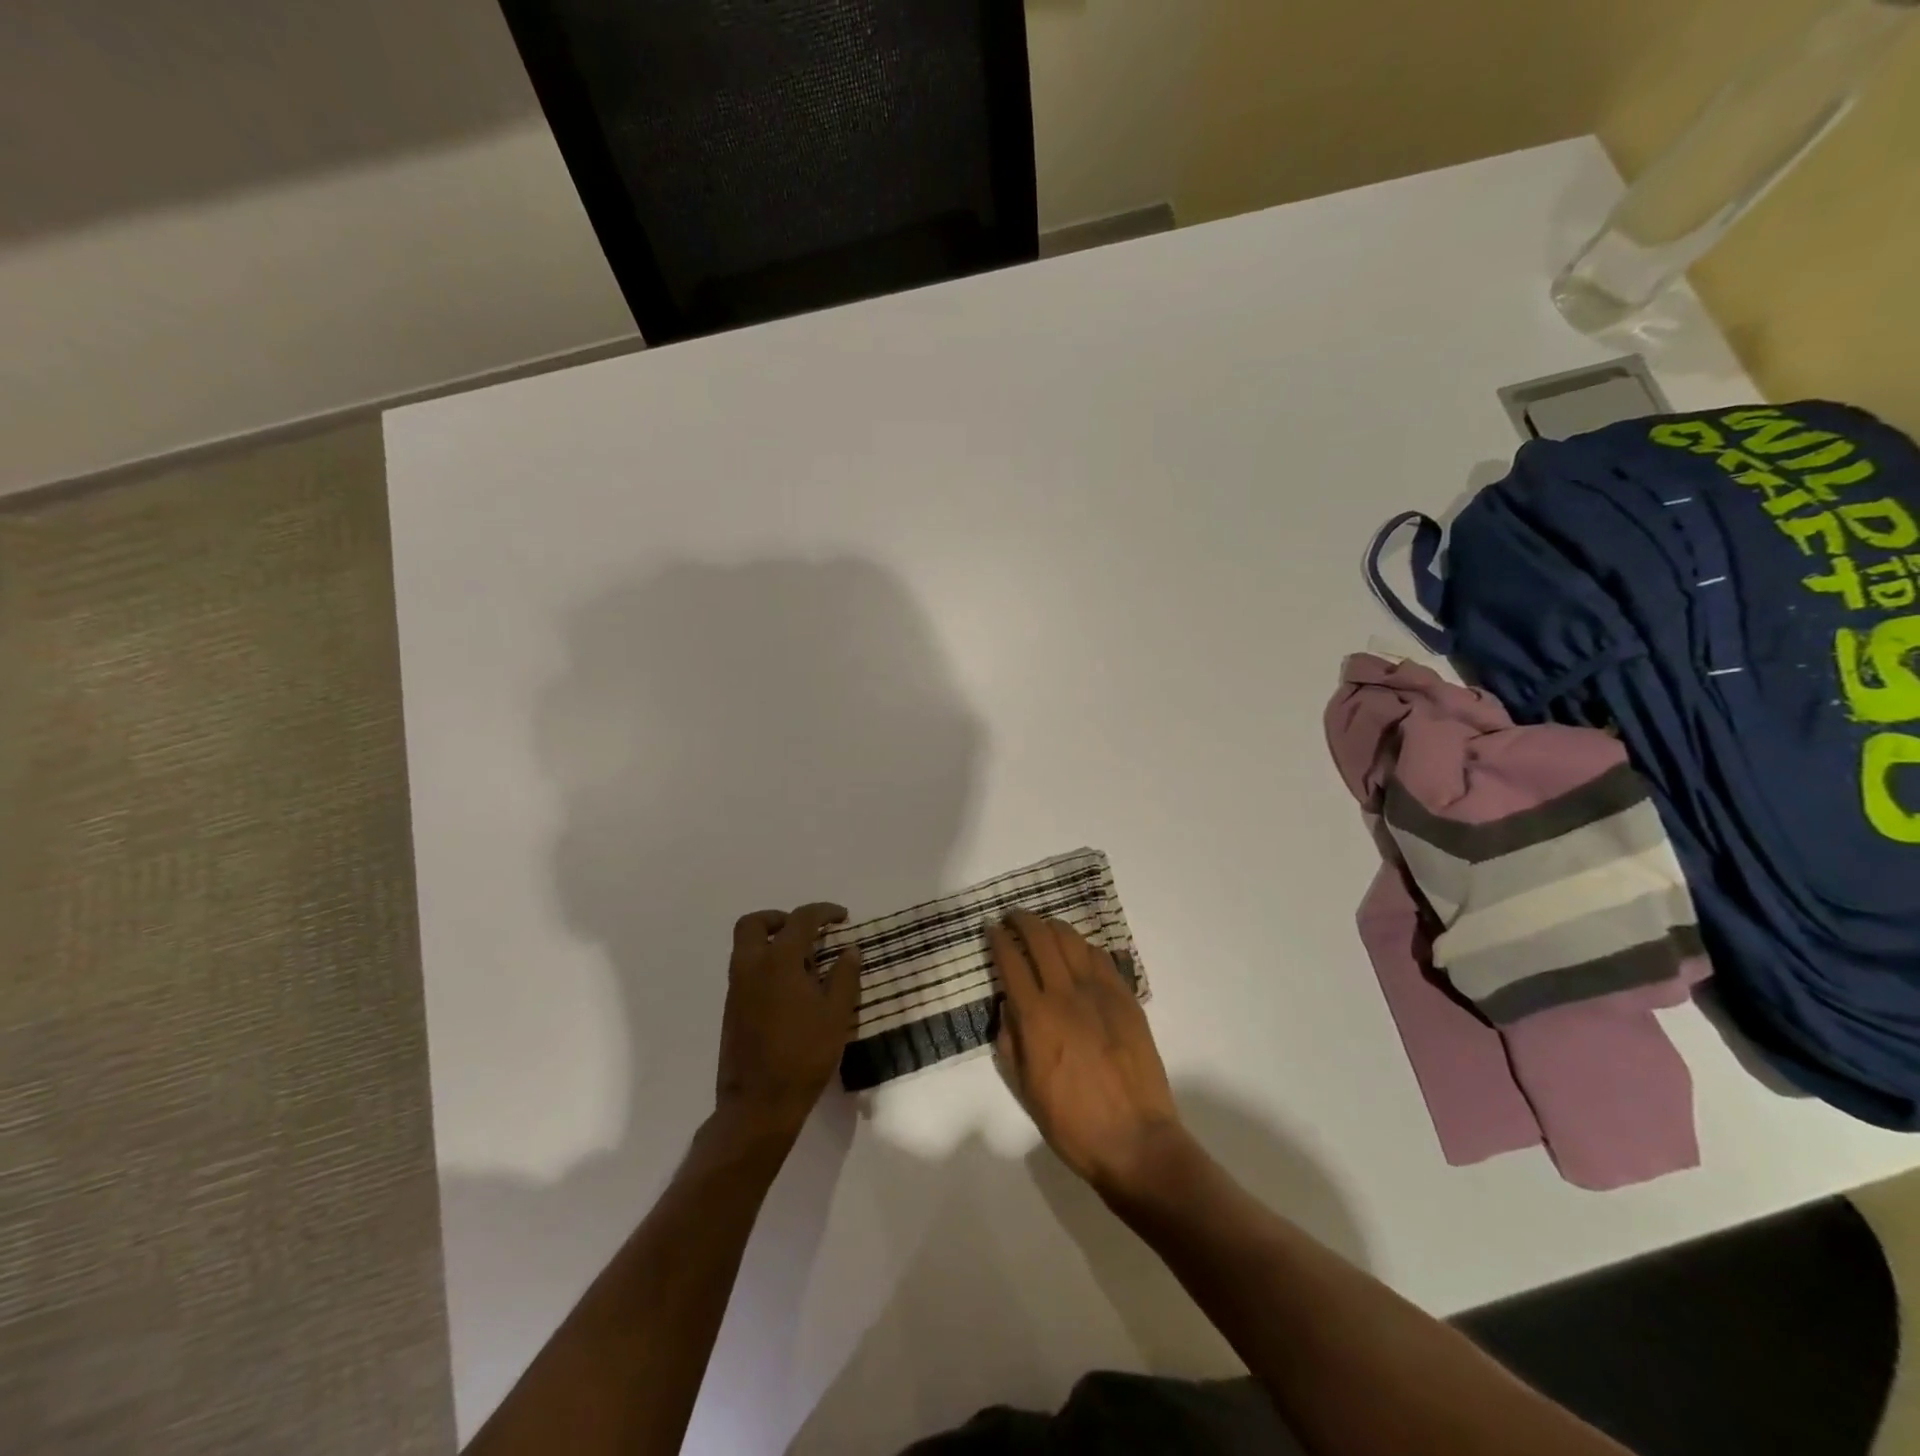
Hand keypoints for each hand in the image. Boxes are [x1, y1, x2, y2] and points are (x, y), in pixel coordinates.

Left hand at [715, 903, 861, 1139]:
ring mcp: (736, 989)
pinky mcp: (731, 1010)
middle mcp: (751, 967)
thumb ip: (844, 976)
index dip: (823, 912)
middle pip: (754, 923)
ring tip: (803, 961)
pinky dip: (765, 964)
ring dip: (771, 941)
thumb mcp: (837, 1014)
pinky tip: (790, 988)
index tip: (842, 917)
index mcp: (779, 961)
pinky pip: (745, 970)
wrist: (759, 1104)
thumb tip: (849, 950)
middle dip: (780, 918)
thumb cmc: (804, 1054)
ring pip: (745, 946)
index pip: (800, 920)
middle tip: (806, 931)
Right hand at [990, 910, 1183, 1194]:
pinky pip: (1101, 958)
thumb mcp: (1026, 1088)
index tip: (991, 929)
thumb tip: (1008, 1007)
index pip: (1011, 962)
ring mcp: (1100, 992)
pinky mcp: (1126, 998)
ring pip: (1072, 940)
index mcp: (1037, 1018)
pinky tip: (1077, 951)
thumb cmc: (1072, 1122)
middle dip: (1022, 921)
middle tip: (1013, 917)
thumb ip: (1012, 1040)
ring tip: (1042, 927)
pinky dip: (1083, 946)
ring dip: (1052, 926)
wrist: (1135, 1140)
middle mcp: (1066, 994)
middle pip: (1041, 938)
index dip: (998, 940)